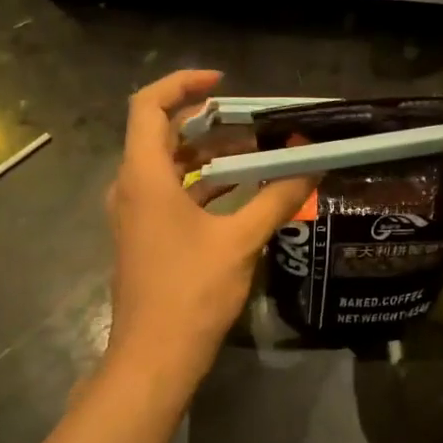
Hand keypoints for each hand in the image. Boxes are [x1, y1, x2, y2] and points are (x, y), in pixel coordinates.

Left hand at [104, 70, 314, 388]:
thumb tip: (311, 166)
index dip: (182, 84)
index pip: (148, 106)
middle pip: (160, 133)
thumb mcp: (240, 241)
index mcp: (144, 177)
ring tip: (255, 152)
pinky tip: (242, 191)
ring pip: (167, 166)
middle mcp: (130, 188)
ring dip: (207, 154)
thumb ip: (277, 198)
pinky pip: (170, 193)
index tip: (224, 84)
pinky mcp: (144, 237)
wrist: (154, 357)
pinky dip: (202, 184)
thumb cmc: (192, 292)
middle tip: (252, 121)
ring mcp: (134, 214)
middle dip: (206, 121)